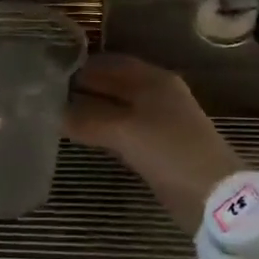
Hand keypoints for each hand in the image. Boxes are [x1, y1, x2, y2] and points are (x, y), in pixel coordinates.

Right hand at [63, 54, 243, 235]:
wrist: (214, 195)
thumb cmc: (170, 152)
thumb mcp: (123, 132)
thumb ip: (86, 119)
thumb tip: (52, 112)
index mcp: (152, 79)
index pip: (108, 63)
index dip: (79, 67)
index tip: (46, 74)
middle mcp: (156, 92)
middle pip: (112, 83)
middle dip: (82, 88)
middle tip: (45, 95)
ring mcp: (159, 119)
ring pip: (116, 106)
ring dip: (90, 109)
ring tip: (56, 114)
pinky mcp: (158, 144)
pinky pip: (121, 127)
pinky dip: (101, 127)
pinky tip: (82, 134)